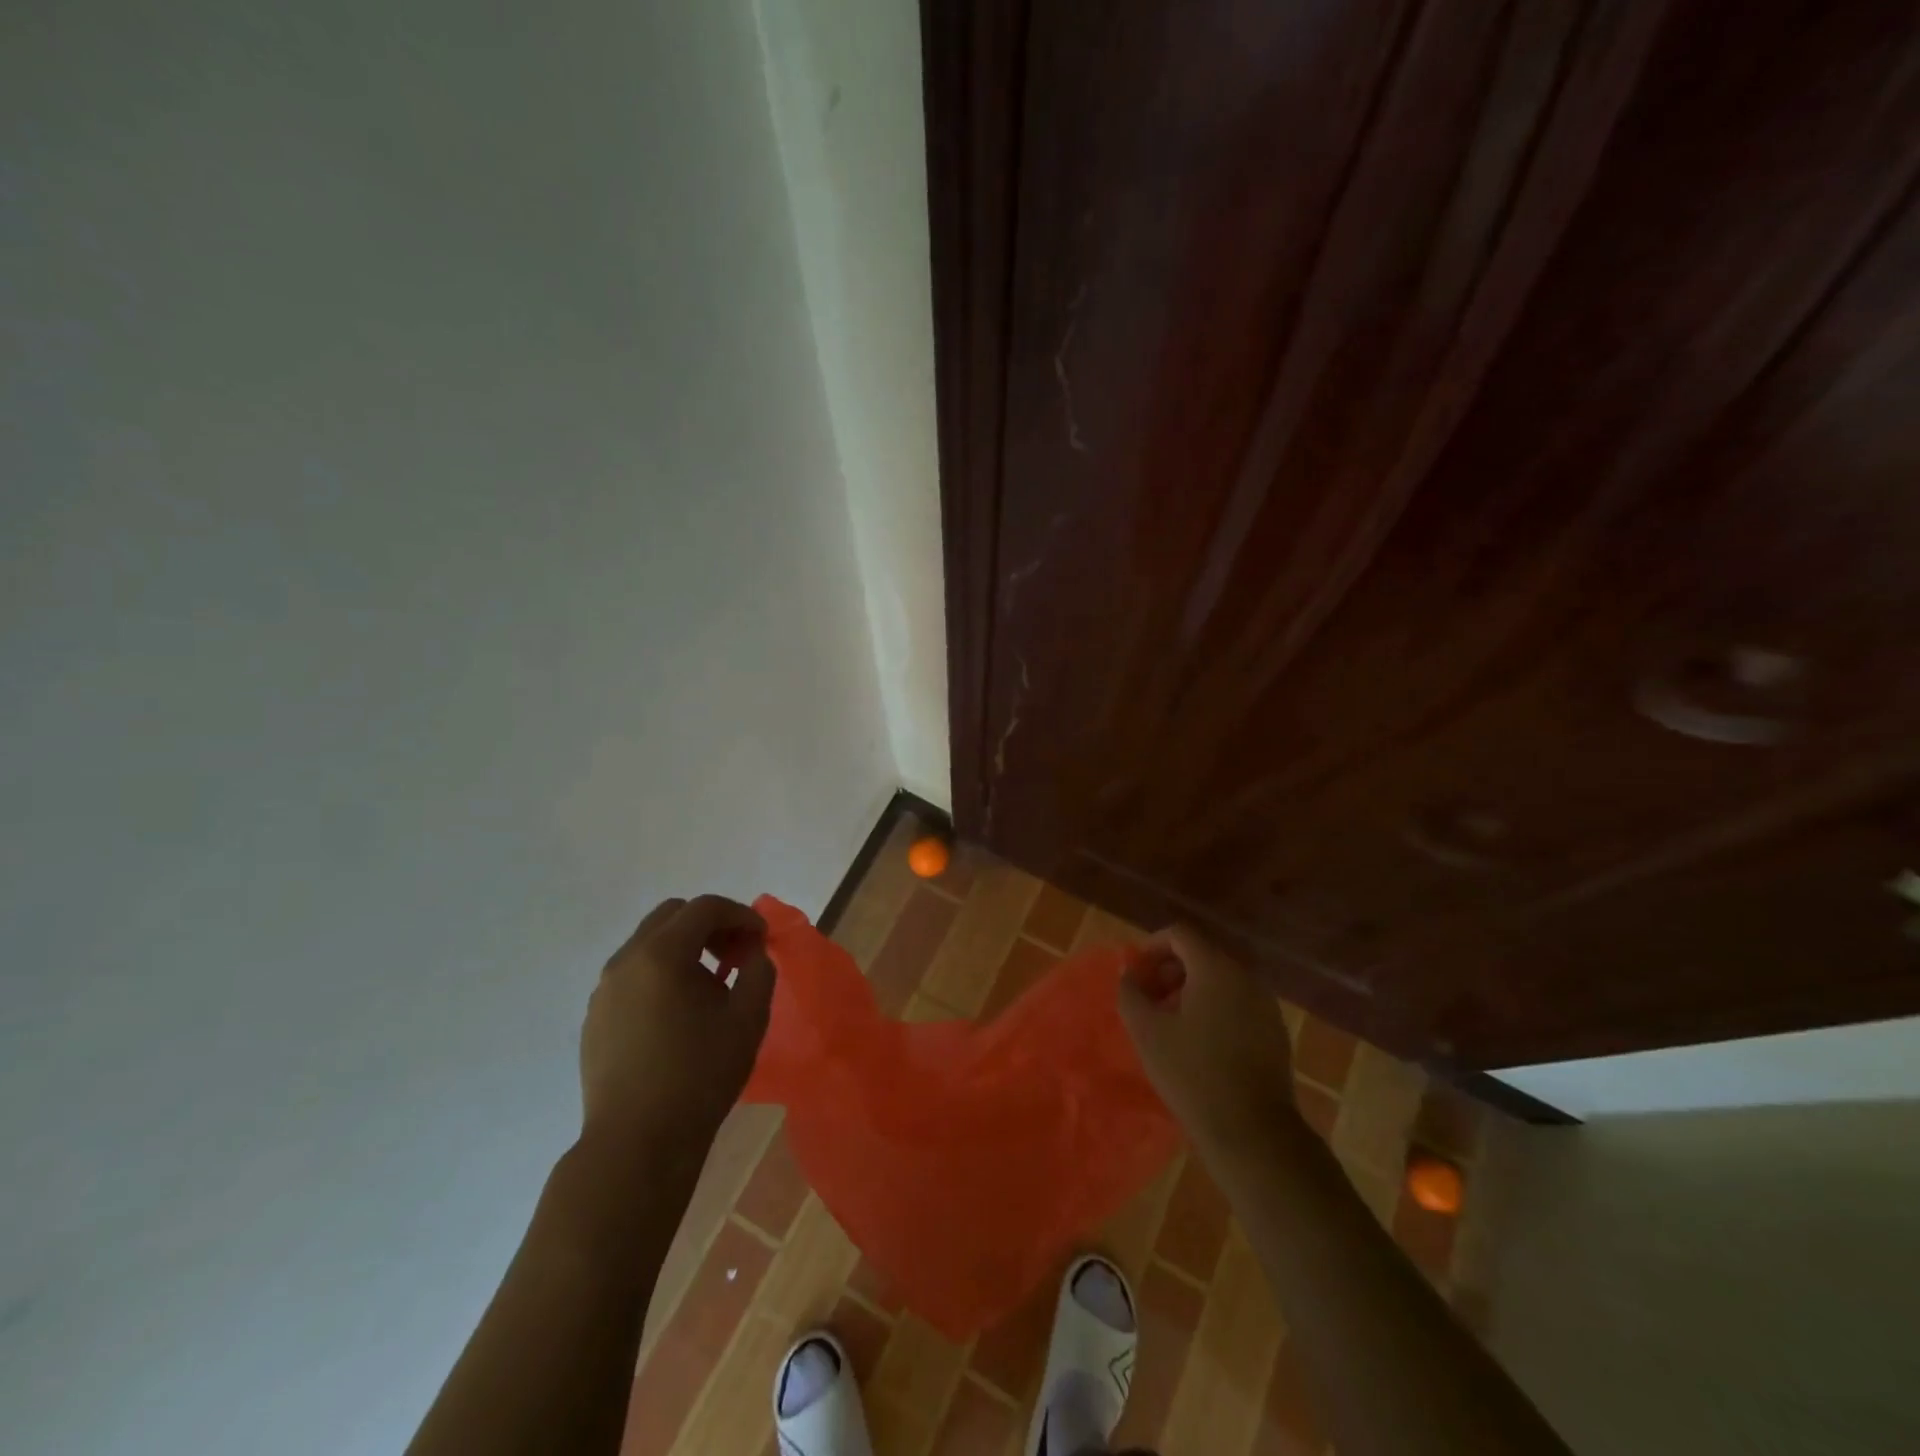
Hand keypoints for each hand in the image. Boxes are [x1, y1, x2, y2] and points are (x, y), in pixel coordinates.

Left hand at [579, 894, 774, 1154]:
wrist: (636, 1143)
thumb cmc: (699, 1076)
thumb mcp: (747, 1019)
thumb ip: (758, 972)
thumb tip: (752, 954)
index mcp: (661, 954)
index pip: (705, 907)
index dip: (740, 915)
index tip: (761, 940)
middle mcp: (626, 960)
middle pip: (672, 916)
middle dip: (710, 926)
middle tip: (735, 956)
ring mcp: (604, 989)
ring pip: (648, 944)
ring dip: (684, 949)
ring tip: (709, 987)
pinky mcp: (594, 1017)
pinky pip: (632, 975)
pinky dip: (660, 974)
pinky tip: (678, 1013)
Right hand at [1117, 924, 1298, 1152]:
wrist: (1252, 1132)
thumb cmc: (1192, 1074)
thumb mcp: (1147, 1031)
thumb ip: (1131, 992)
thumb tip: (1129, 974)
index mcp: (1215, 969)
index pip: (1181, 934)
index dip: (1152, 946)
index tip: (1136, 973)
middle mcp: (1245, 978)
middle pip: (1202, 956)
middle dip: (1170, 971)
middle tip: (1149, 999)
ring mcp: (1265, 1005)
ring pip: (1221, 982)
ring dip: (1191, 991)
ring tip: (1170, 1023)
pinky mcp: (1275, 1032)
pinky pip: (1238, 1004)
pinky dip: (1214, 1009)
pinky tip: (1200, 1044)